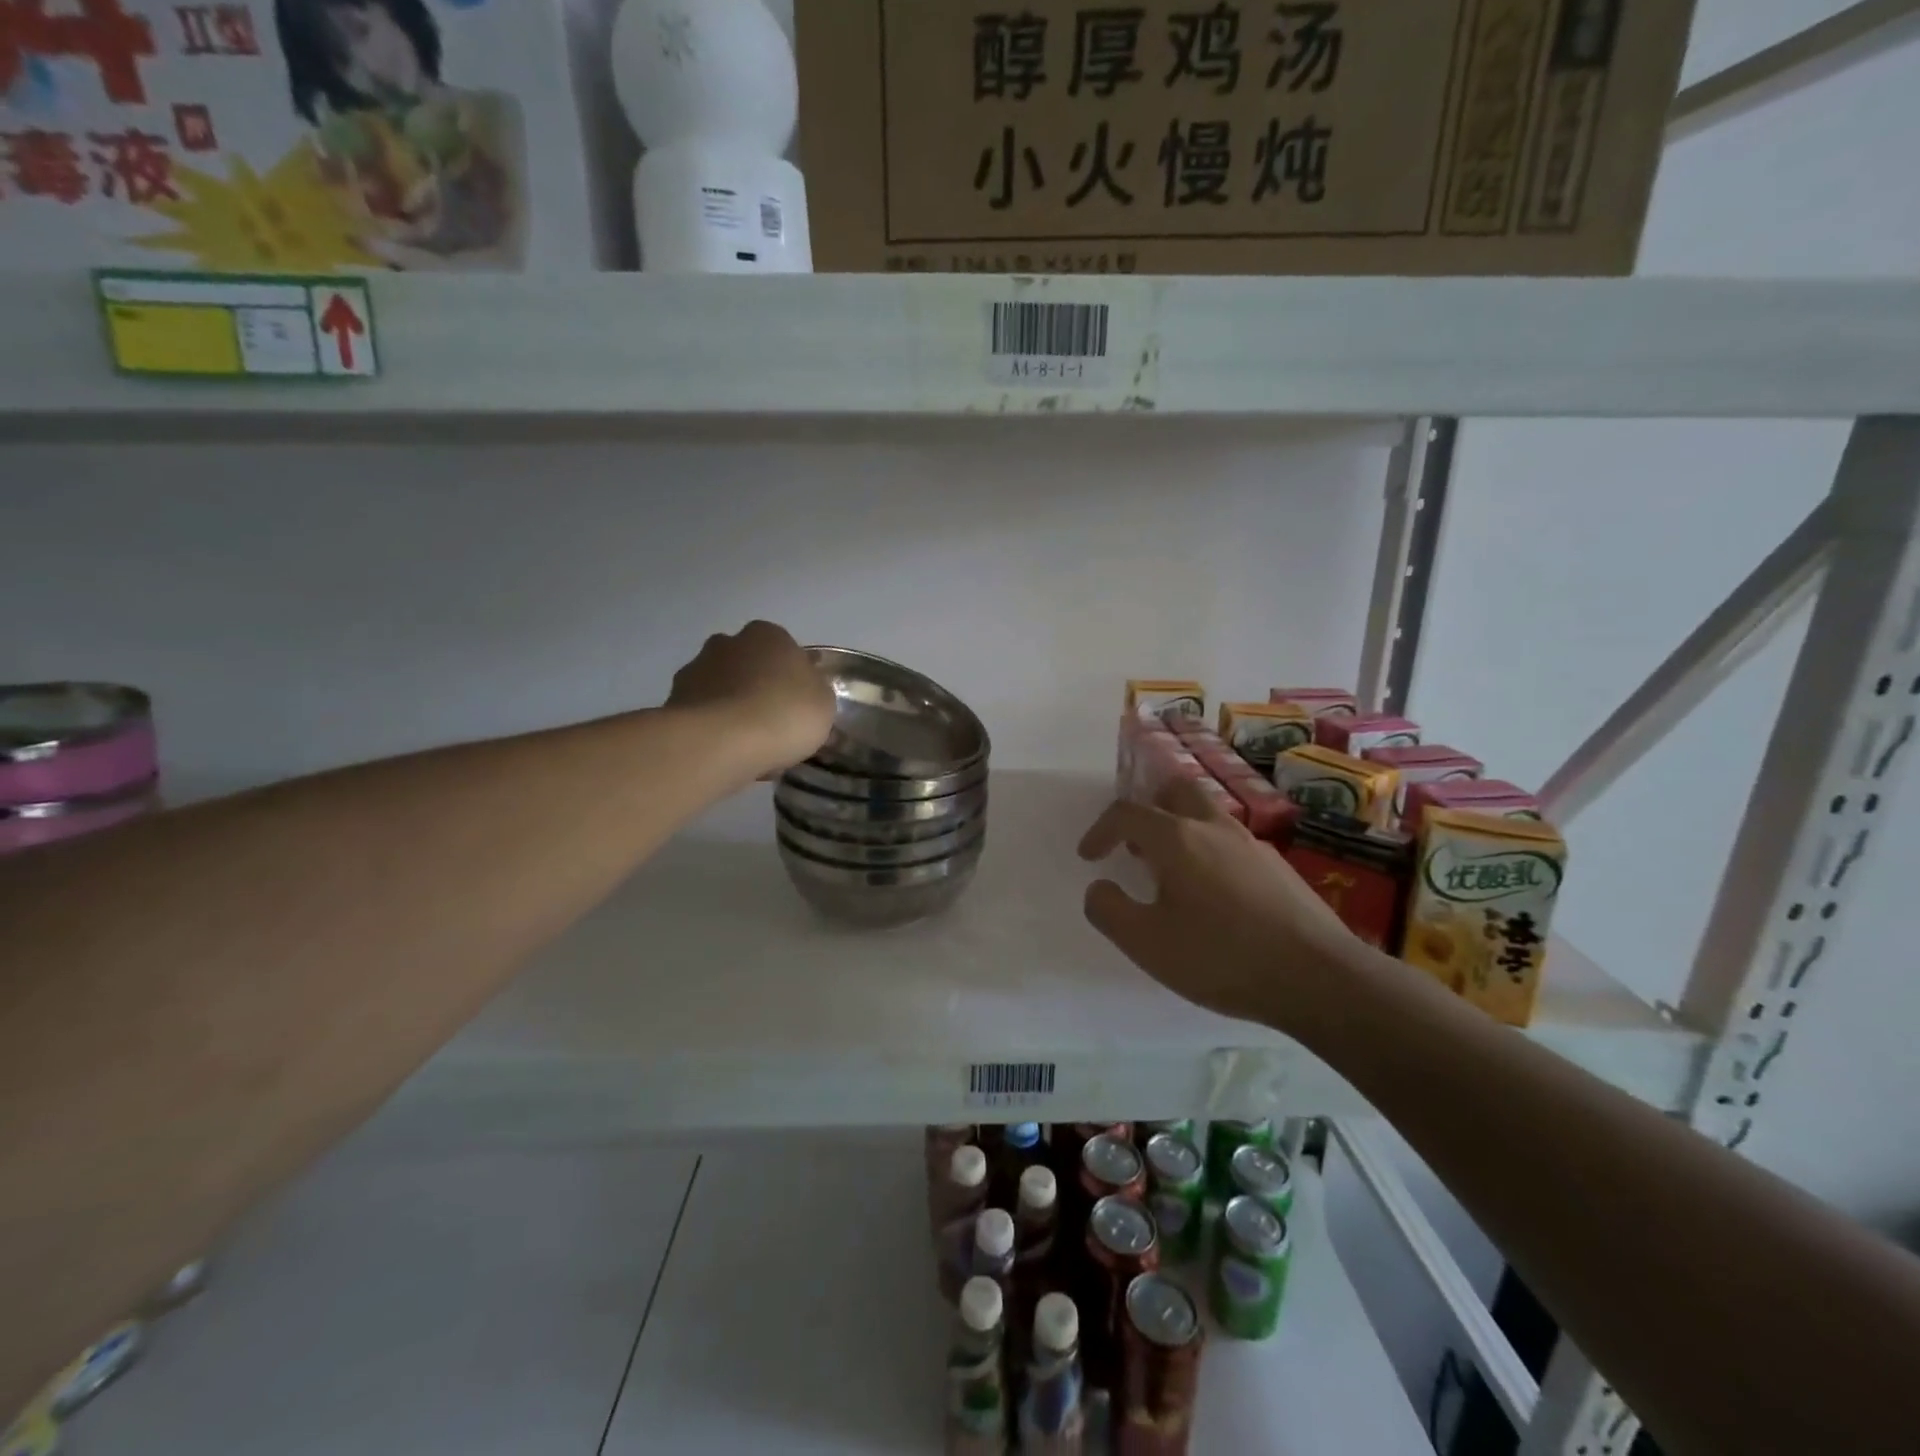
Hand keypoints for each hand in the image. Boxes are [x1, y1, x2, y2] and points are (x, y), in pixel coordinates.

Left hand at [667, 621, 834, 777]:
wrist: (722, 742)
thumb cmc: (784, 713)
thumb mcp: (824, 703)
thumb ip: (814, 691)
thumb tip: (803, 692)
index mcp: (768, 634)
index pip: (785, 650)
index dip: (792, 679)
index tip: (798, 706)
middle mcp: (728, 642)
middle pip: (749, 666)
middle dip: (757, 689)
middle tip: (773, 725)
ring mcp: (696, 670)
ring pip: (723, 690)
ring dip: (732, 709)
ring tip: (749, 748)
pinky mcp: (673, 702)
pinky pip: (704, 715)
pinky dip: (714, 730)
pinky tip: (728, 756)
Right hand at [1077, 778, 1365, 1031]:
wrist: (1319, 977)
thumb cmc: (1222, 957)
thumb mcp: (1147, 944)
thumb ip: (1109, 910)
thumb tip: (1099, 887)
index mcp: (1177, 839)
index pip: (1127, 813)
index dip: (1100, 830)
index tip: (1090, 857)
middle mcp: (1215, 828)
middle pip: (1175, 791)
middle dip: (1148, 809)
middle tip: (1135, 844)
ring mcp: (1252, 845)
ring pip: (1207, 815)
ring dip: (1180, 831)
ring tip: (1170, 874)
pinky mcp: (1279, 867)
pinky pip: (1231, 844)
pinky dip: (1209, 853)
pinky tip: (1215, 898)